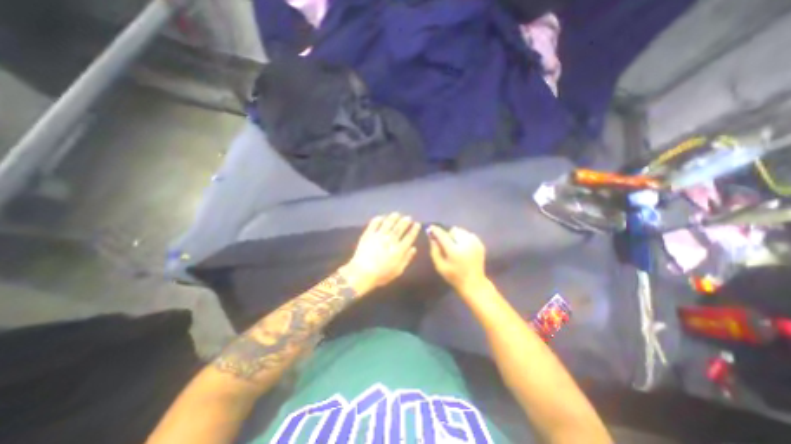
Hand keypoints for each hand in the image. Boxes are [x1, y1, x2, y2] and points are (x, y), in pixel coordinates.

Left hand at [343, 213, 422, 296]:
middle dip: (405, 221)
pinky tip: (381, 217)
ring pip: (388, 223)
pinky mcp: (368, 235)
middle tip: (408, 217)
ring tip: (397, 214)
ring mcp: (378, 236)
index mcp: (399, 249)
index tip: (417, 224)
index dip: (414, 230)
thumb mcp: (398, 271)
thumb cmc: (381, 275)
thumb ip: (407, 259)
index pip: (409, 237)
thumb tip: (413, 248)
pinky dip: (378, 220)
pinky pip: (374, 224)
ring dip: (393, 218)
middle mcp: (390, 240)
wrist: (362, 273)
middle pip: (399, 228)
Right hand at [427, 225, 488, 291]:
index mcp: (454, 251)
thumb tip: (432, 238)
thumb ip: (435, 251)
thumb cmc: (454, 276)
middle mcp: (466, 244)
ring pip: (462, 231)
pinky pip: (469, 235)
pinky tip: (463, 247)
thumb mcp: (440, 266)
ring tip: (455, 246)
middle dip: (448, 235)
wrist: (474, 283)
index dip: (436, 230)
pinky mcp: (480, 244)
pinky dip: (464, 238)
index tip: (431, 227)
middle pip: (454, 231)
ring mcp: (475, 243)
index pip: (443, 236)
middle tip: (446, 243)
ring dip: (456, 236)